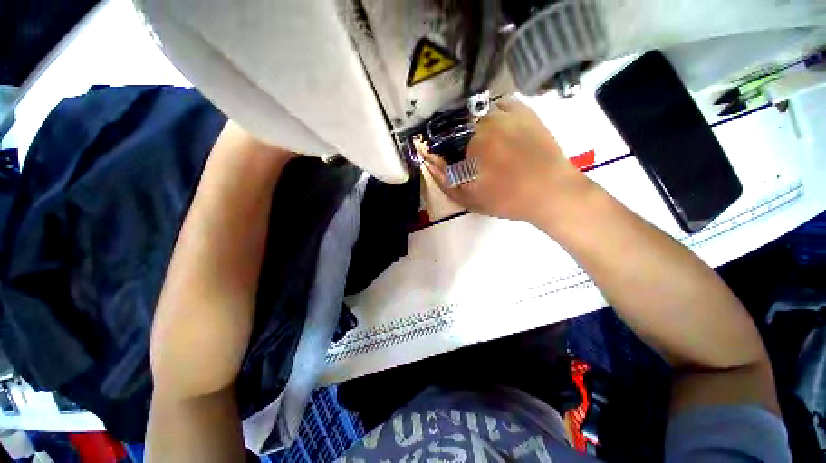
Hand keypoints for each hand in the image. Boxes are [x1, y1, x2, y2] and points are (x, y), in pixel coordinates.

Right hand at [425, 99, 590, 225]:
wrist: (551, 192)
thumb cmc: (507, 199)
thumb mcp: (469, 198)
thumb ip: (444, 180)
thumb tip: (428, 161)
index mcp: (473, 141)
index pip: (446, 138)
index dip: (445, 150)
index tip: (452, 162)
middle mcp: (489, 120)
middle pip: (462, 123)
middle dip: (461, 139)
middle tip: (472, 158)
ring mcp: (510, 114)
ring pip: (480, 113)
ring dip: (477, 125)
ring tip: (486, 145)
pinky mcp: (526, 112)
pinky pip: (502, 105)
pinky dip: (495, 115)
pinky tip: (500, 131)